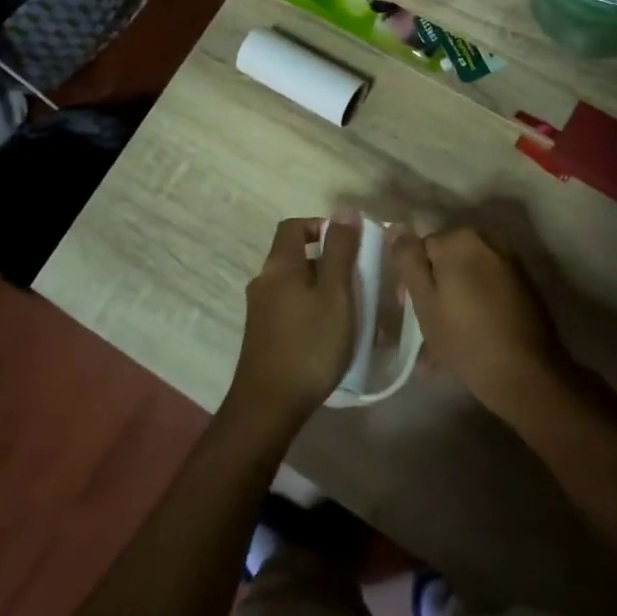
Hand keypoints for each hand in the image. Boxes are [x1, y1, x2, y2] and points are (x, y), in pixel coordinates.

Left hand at [228, 216, 361, 425]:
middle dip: (327, 260)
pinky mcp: (262, 334)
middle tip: (357, 280)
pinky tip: (328, 331)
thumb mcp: (336, 294)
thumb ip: (341, 251)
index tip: (350, 244)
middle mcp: (263, 281)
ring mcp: (259, 309)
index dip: (322, 226)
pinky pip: (289, 306)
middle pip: (294, 255)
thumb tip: (345, 212)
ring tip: (348, 308)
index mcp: (279, 265)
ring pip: (293, 283)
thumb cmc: (310, 343)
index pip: (294, 226)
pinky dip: (310, 307)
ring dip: (320, 286)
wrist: (270, 404)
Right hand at [390, 226, 563, 420]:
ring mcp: (510, 262)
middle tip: (427, 327)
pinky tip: (471, 337)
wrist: (525, 372)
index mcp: (461, 238)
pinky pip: (488, 289)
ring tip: (446, 343)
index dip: (411, 278)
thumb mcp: (424, 299)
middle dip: (435, 289)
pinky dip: (476, 306)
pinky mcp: (525, 285)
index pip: (421, 248)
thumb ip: (408, 259)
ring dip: (454, 302)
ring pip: (468, 277)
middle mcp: (488, 240)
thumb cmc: (464, 336)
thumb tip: (396, 226)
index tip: (409, 308)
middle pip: (447, 261)